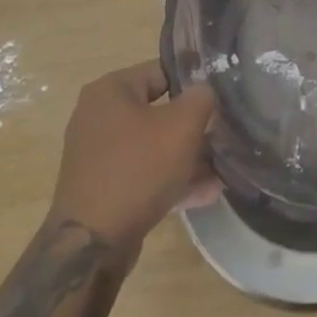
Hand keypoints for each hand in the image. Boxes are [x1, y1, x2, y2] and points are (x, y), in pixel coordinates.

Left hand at [51, 61, 217, 254]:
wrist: (91, 245)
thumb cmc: (138, 169)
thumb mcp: (182, 125)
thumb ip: (201, 97)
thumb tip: (205, 91)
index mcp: (110, 90)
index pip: (163, 71)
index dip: (196, 83)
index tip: (222, 98)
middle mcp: (98, 117)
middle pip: (159, 110)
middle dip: (194, 126)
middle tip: (224, 133)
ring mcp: (98, 155)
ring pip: (153, 146)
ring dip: (187, 156)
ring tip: (222, 168)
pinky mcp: (102, 188)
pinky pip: (143, 173)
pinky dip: (170, 179)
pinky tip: (205, 192)